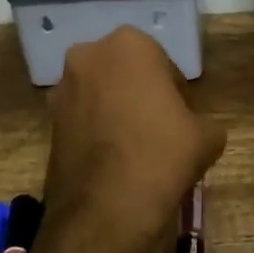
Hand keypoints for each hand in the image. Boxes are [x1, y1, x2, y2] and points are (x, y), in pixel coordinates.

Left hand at [41, 27, 225, 252]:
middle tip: (159, 130)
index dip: (176, 95)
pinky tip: (112, 160)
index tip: (182, 121)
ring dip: (116, 111)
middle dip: (140, 95)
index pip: (163, 65)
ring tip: (134, 148)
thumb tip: (193, 129)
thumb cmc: (161, 155)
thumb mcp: (206, 137)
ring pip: (100, 94)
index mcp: (129, 44)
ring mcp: (62, 87)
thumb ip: (203, 121)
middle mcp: (89, 55)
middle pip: (126, 74)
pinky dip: (96, 131)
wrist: (104, 208)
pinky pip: (82, 118)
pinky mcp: (47, 120)